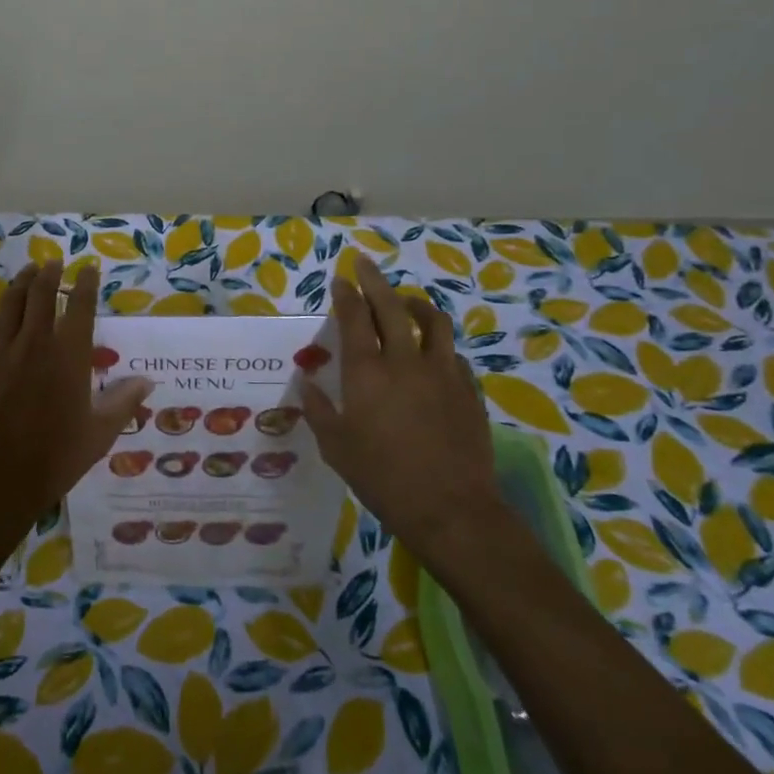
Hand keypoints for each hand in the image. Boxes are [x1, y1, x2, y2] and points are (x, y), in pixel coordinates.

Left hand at [0, 261, 153, 549]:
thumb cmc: (55, 459)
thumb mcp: (100, 433)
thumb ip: (123, 402)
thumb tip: (147, 381)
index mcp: (70, 355)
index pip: (82, 306)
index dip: (87, 283)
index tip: (89, 269)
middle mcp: (37, 342)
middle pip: (43, 294)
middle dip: (51, 273)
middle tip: (55, 262)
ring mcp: (1, 350)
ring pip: (11, 302)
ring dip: (22, 281)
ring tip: (29, 269)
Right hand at [302, 259, 499, 562]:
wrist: (450, 510)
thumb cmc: (382, 478)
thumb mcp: (336, 447)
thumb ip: (318, 409)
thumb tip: (305, 382)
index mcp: (367, 373)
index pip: (354, 319)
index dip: (346, 294)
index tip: (340, 279)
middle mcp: (405, 362)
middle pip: (391, 307)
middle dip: (375, 281)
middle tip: (365, 264)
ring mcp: (443, 374)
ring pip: (433, 322)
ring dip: (415, 305)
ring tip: (406, 302)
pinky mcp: (469, 391)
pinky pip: (453, 355)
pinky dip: (439, 345)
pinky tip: (434, 355)